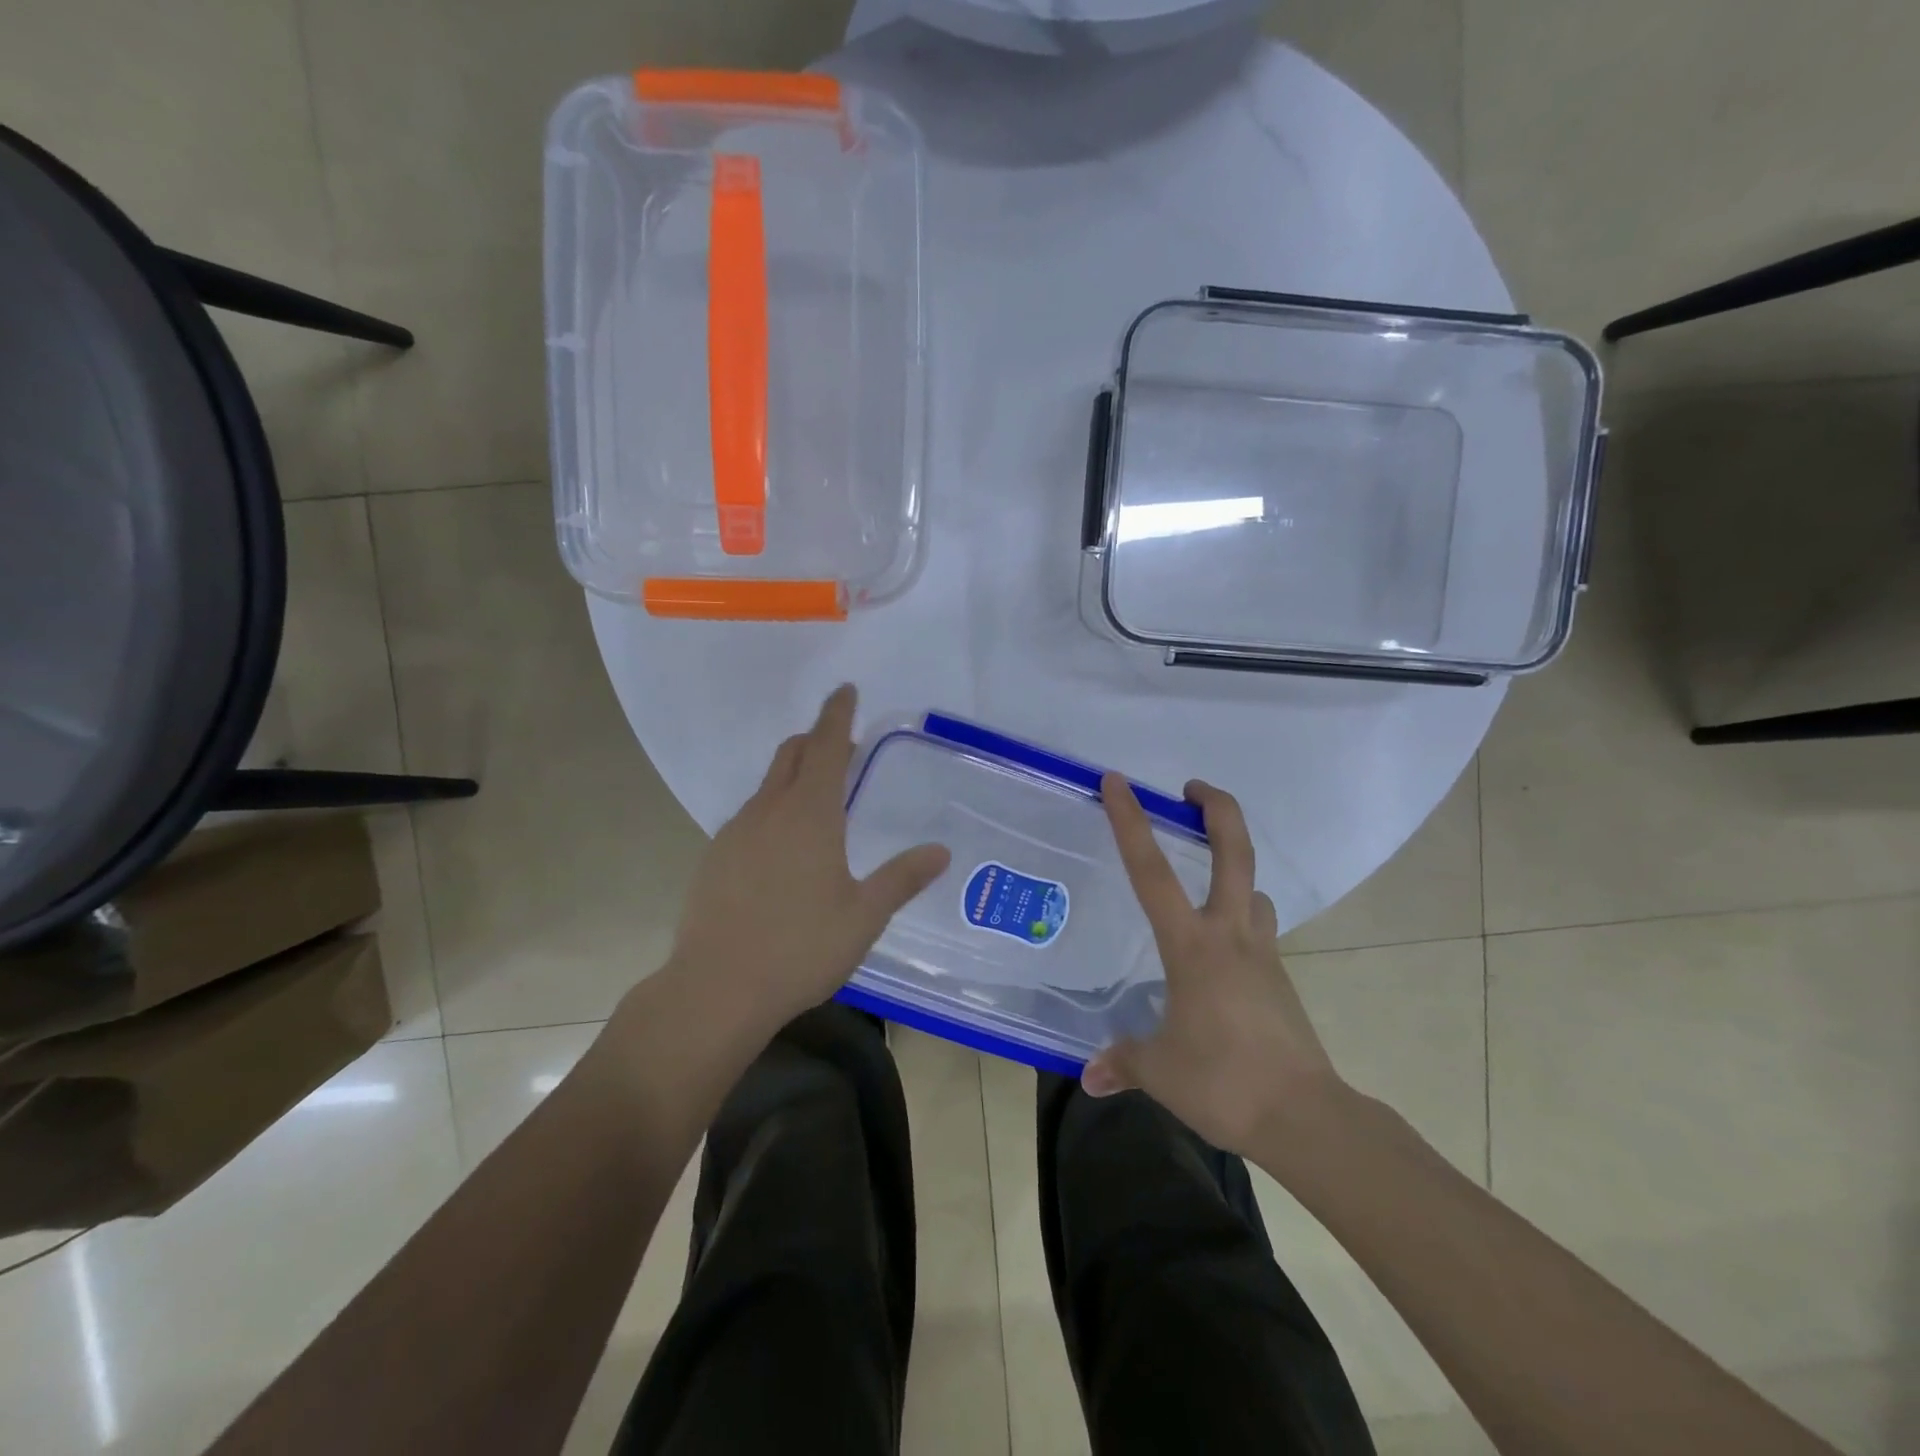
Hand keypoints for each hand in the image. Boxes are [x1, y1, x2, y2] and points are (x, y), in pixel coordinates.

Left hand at [663, 685, 950, 1037]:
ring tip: (818, 802)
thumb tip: (941, 851)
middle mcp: (768, 811)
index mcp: (810, 814)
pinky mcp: (713, 858)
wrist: (716, 989)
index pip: (826, 746)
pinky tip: (782, 849)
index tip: (845, 690)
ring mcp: (735, 833)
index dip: (837, 714)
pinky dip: (772, 810)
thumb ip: (902, 878)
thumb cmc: (800, 948)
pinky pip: (749, 816)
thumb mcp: (864, 916)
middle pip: (791, 755)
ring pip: (767, 785)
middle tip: (842, 747)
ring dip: (793, 776)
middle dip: (816, 740)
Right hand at [1081, 775, 1341, 1156]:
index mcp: (1191, 945)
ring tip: (1206, 874)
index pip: (1152, 871)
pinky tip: (1224, 945)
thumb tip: (1089, 1077)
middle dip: (1217, 808)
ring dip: (1233, 865)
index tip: (1117, 782)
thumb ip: (1122, 1062)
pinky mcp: (1279, 977)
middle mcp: (1229, 934)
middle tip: (1192, 788)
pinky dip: (1244, 915)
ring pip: (1253, 888)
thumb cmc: (1224, 1082)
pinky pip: (1261, 927)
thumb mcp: (1160, 1071)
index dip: (1131, 822)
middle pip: (1233, 852)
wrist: (1305, 1117)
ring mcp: (1262, 953)